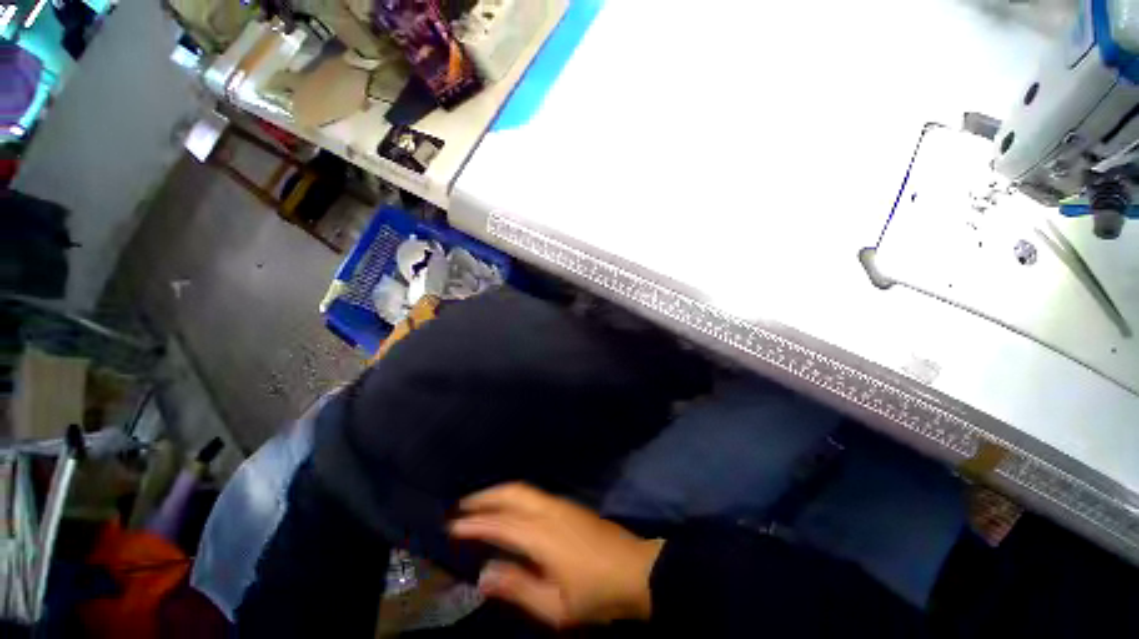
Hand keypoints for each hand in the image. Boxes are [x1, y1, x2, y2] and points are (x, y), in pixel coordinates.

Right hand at [450, 483, 663, 628]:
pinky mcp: (570, 505)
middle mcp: (549, 510)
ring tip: (479, 503)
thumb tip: (483, 574)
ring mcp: (562, 504)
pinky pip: (534, 493)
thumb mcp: (555, 607)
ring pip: (524, 489)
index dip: (474, 523)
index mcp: (542, 535)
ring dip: (499, 492)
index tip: (451, 525)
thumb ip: (518, 588)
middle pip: (512, 493)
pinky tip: (510, 506)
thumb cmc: (597, 593)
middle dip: (485, 496)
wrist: (638, 570)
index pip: (500, 523)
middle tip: (460, 505)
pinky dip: (515, 495)